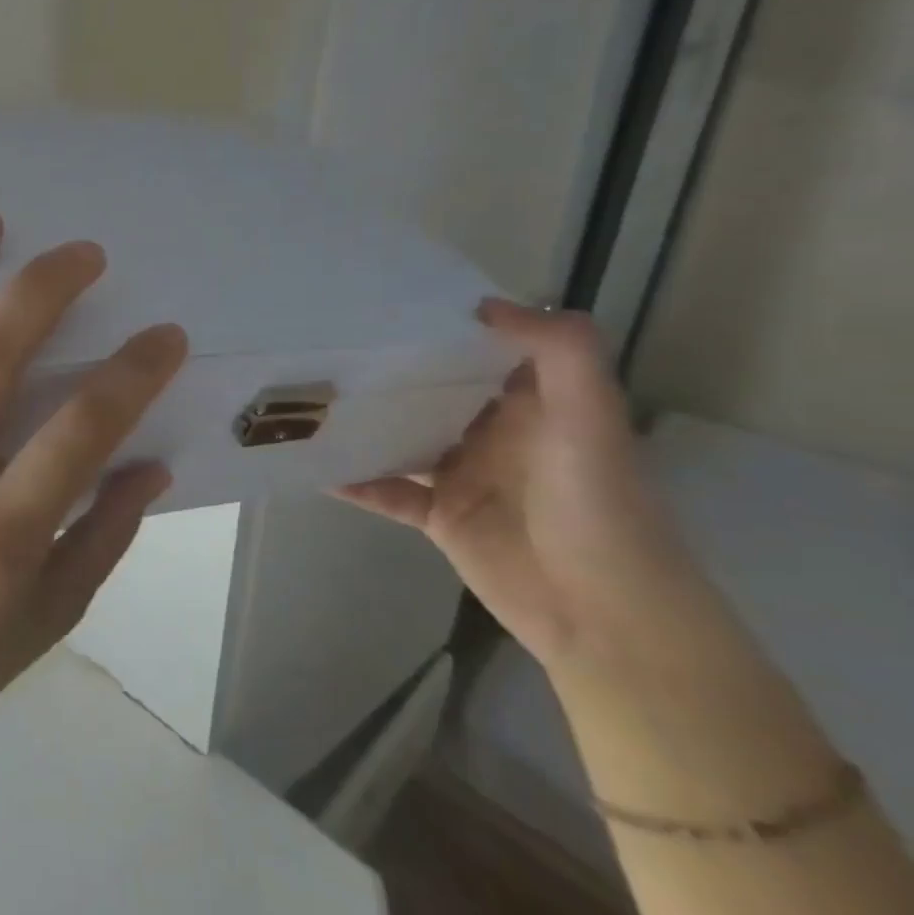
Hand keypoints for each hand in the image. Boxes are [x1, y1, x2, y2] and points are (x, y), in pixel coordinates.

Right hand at [336, 299, 708, 673]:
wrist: (606, 616)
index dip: (444, 323)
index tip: (386, 299)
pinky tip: (314, 466)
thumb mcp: (591, 419)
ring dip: (363, 422)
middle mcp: (493, 432)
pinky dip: (353, 481)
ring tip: (308, 397)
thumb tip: (483, 305)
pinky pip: (385, 490)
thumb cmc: (600, 508)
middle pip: (432, 389)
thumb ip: (559, 353)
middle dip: (387, 368)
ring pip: (402, 436)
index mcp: (532, 403)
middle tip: (326, 341)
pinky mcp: (439, 516)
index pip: (483, 349)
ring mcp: (463, 474)